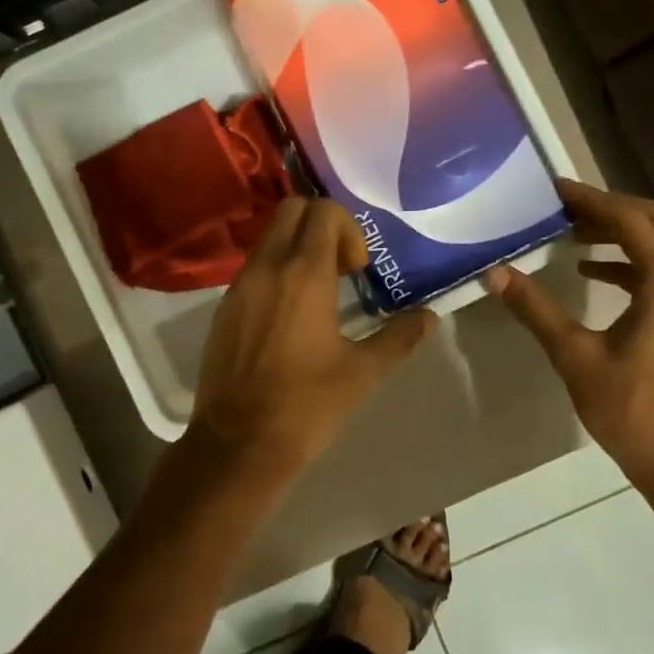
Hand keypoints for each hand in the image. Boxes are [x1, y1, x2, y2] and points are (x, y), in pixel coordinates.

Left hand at [183, 197, 433, 490]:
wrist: (238, 443)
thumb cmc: (307, 405)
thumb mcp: (363, 372)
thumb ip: (398, 337)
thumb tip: (429, 317)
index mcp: (303, 274)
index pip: (323, 211)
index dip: (348, 229)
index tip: (357, 270)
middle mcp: (267, 267)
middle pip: (292, 210)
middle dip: (321, 226)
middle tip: (340, 270)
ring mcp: (239, 285)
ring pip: (269, 237)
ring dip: (297, 248)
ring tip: (318, 293)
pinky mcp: (223, 307)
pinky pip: (253, 267)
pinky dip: (275, 271)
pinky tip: (290, 315)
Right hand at [486, 180, 653, 488]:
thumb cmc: (634, 410)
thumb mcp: (576, 356)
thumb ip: (536, 309)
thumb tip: (495, 273)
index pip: (630, 220)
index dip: (591, 201)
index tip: (554, 191)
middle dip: (613, 210)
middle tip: (567, 210)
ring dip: (626, 235)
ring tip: (575, 239)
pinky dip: (636, 264)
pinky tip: (597, 277)